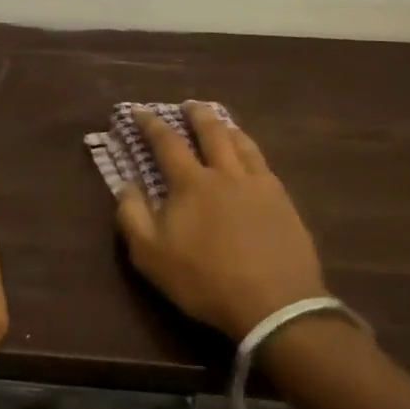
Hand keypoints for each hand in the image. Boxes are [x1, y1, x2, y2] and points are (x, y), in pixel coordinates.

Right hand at [114, 104, 327, 341]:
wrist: (274, 304)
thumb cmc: (205, 280)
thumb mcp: (151, 255)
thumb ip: (133, 216)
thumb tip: (125, 185)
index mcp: (192, 183)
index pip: (167, 143)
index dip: (151, 124)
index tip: (140, 110)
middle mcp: (226, 173)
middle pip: (212, 132)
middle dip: (197, 115)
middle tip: (190, 104)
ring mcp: (259, 185)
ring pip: (242, 144)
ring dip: (228, 127)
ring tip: (223, 121)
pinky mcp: (284, 202)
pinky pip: (265, 164)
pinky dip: (252, 151)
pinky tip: (253, 157)